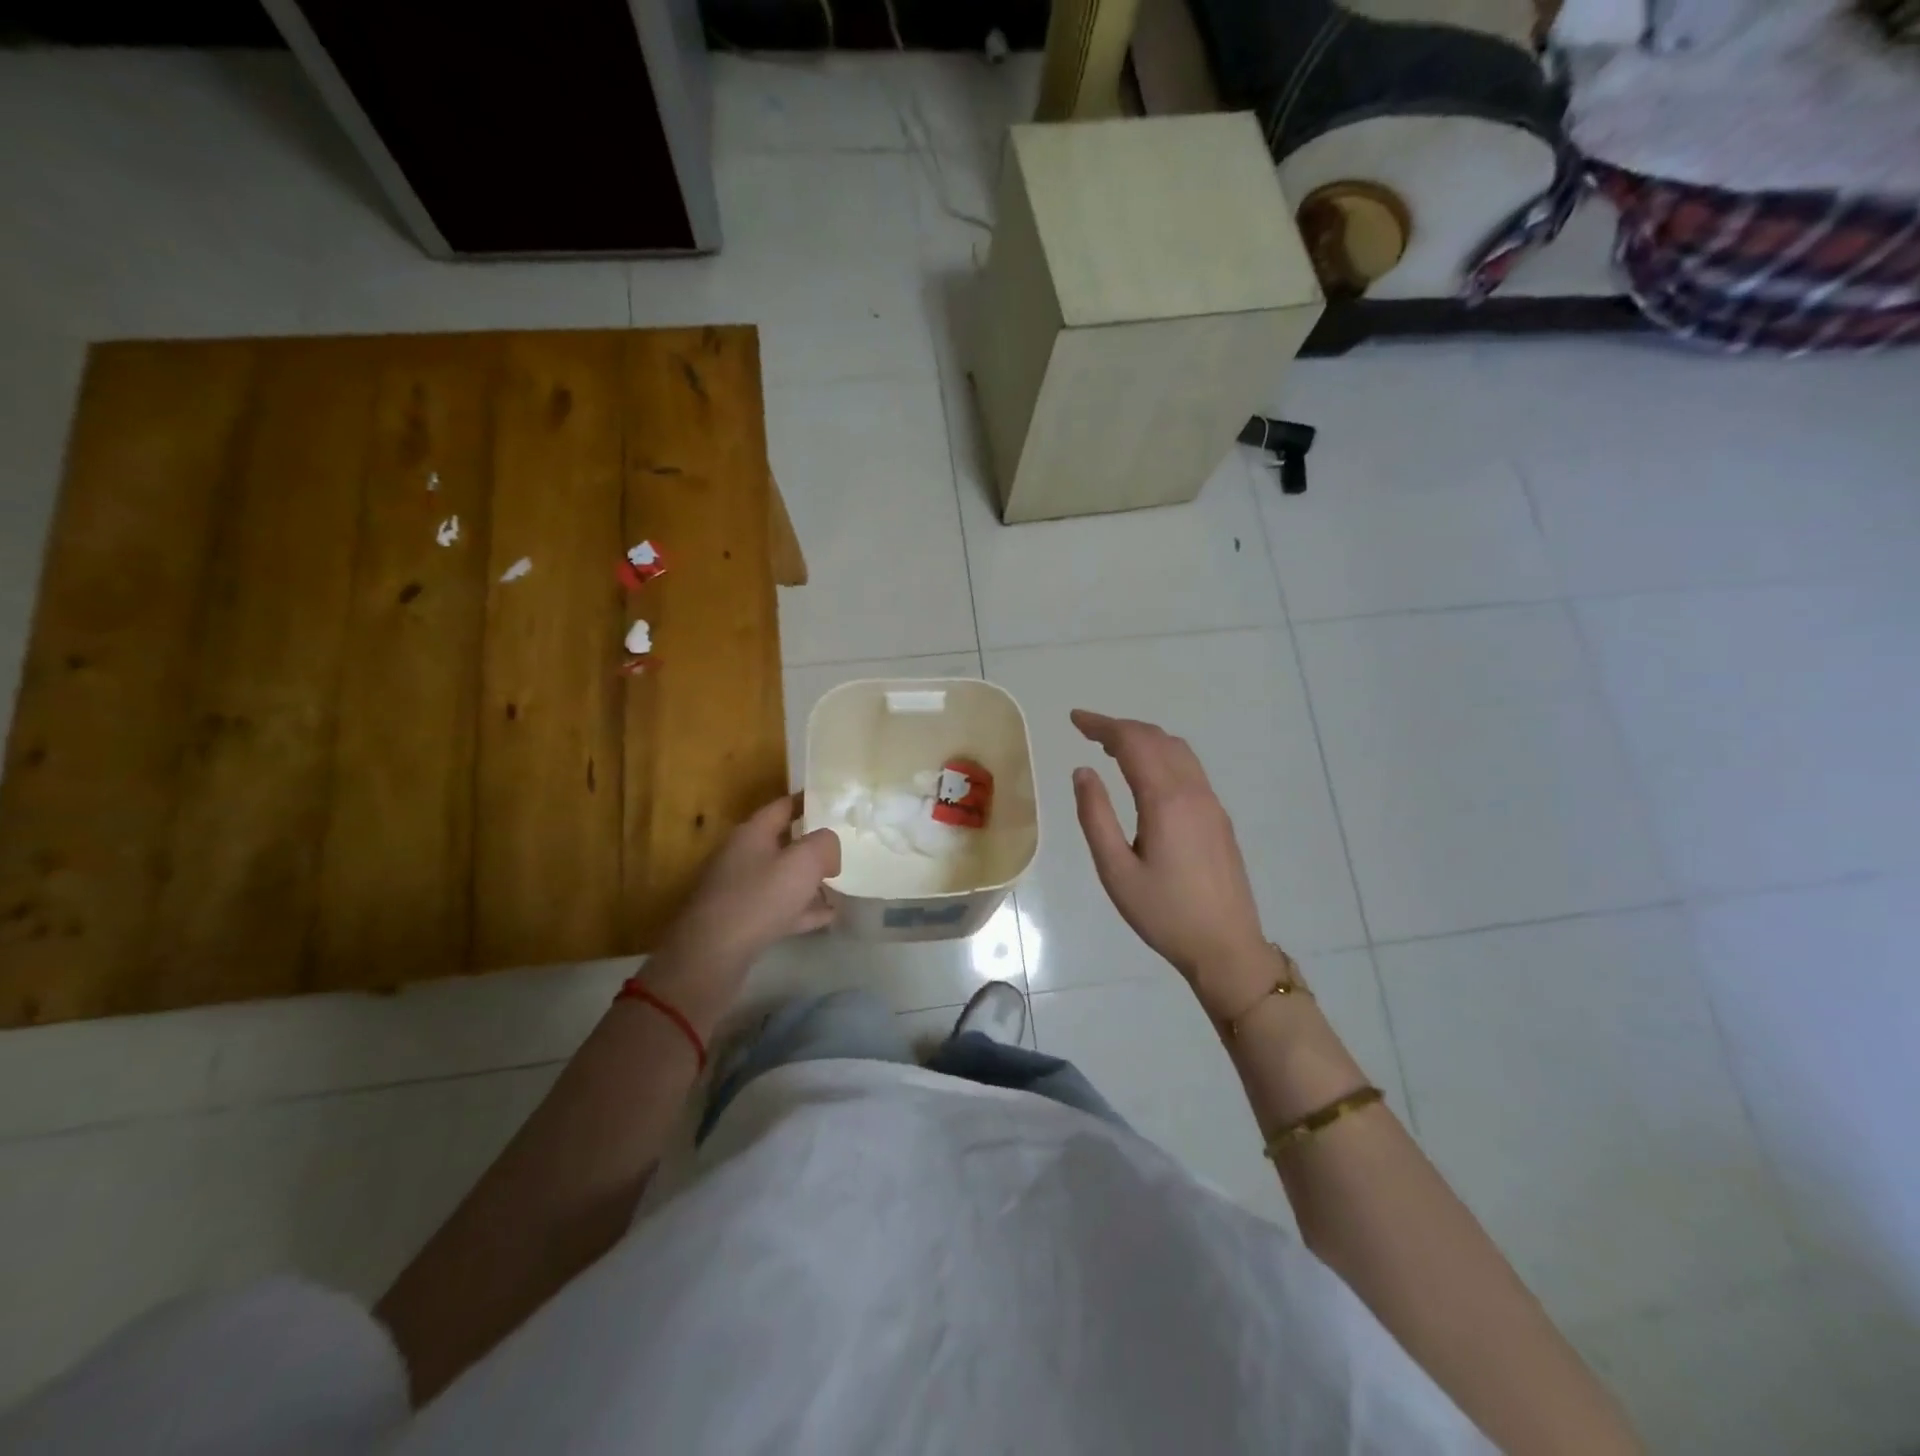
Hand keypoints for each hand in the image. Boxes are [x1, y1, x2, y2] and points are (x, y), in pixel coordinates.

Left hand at [642, 796, 840, 1031]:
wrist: (711, 957)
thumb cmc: (759, 899)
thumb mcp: (803, 862)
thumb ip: (824, 844)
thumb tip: (828, 848)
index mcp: (752, 833)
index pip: (783, 806)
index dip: (808, 801)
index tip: (834, 802)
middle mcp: (742, 856)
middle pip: (782, 842)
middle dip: (812, 845)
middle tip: (842, 847)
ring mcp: (738, 890)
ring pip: (781, 877)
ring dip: (808, 881)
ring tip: (838, 885)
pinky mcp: (740, 921)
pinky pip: (778, 908)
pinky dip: (802, 909)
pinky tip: (826, 917)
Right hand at [1070, 710, 1274, 1013]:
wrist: (1226, 947)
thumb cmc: (1164, 913)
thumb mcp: (1116, 870)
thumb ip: (1095, 816)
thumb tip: (1083, 771)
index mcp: (1165, 800)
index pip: (1133, 742)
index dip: (1102, 725)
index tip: (1075, 719)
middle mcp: (1193, 791)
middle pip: (1157, 739)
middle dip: (1121, 727)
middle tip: (1087, 731)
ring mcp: (1211, 803)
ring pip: (1178, 750)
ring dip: (1144, 739)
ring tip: (1112, 747)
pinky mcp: (1218, 817)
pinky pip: (1189, 768)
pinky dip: (1162, 755)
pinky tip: (1146, 774)